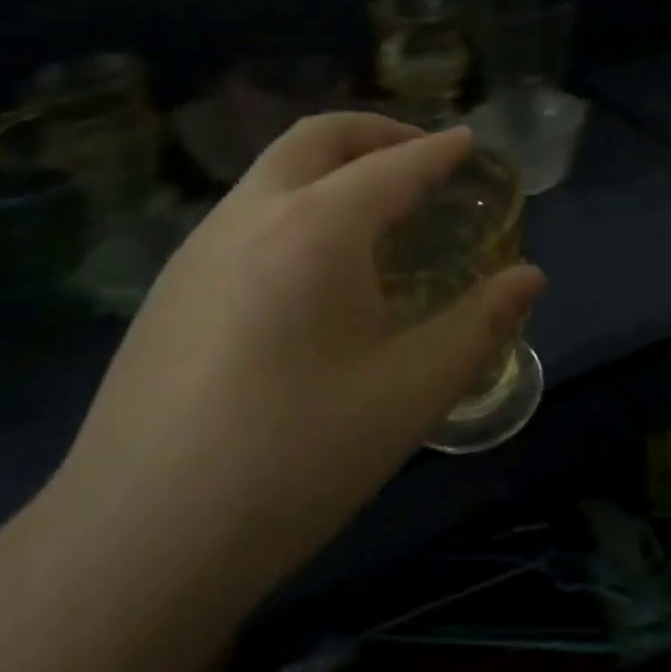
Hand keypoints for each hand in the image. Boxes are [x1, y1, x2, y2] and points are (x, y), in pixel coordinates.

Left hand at [51, 114, 546, 616]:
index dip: (438, 151)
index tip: (467, 140)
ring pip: (271, 172)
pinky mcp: (168, 287)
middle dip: (374, 132)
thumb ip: (480, 324)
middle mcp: (250, 216)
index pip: (393, 167)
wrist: (140, 540)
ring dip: (327, 166)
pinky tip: (307, 268)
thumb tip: (530, 278)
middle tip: (418, 156)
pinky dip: (292, 204)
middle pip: (315, 138)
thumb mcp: (411, 391)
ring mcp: (197, 248)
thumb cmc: (297, 457)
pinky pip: (243, 214)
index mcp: (316, 229)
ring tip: (370, 209)